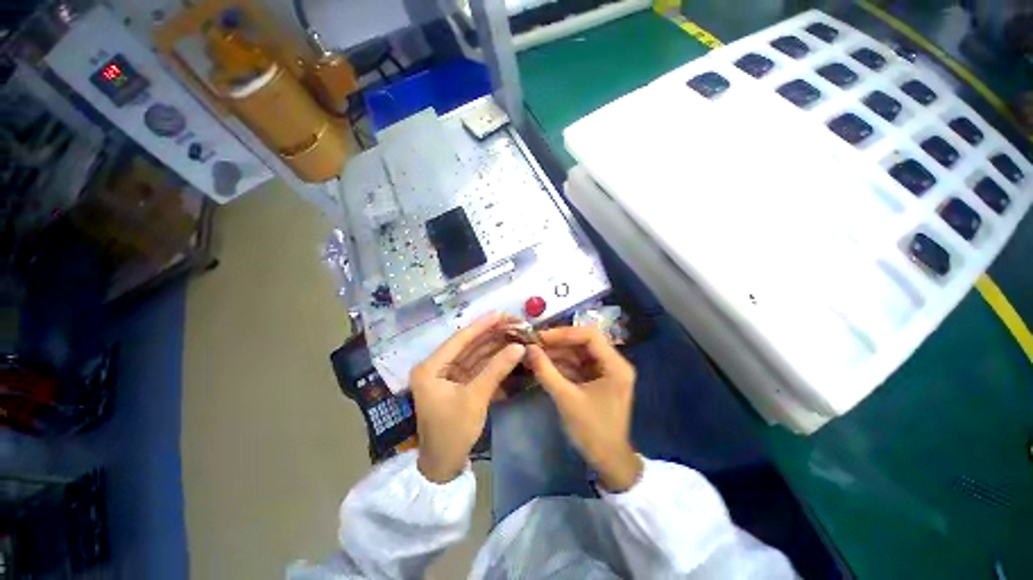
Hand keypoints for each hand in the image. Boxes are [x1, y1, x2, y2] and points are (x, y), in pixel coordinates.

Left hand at [411, 313, 524, 482]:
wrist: (443, 466)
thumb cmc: (452, 432)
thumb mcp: (475, 398)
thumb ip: (497, 369)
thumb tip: (519, 346)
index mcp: (431, 367)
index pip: (460, 339)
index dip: (482, 325)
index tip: (501, 314)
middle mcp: (437, 366)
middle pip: (468, 344)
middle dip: (491, 334)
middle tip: (513, 323)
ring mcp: (448, 375)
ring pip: (474, 354)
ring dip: (493, 345)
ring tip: (514, 332)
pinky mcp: (458, 383)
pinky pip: (476, 366)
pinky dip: (491, 359)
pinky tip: (506, 349)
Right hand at [526, 327, 642, 491]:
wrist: (608, 461)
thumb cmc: (592, 431)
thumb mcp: (566, 399)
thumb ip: (546, 371)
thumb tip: (528, 348)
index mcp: (615, 365)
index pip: (589, 335)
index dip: (564, 333)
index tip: (541, 337)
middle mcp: (613, 363)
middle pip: (583, 342)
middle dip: (558, 342)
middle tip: (533, 343)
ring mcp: (605, 370)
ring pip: (578, 352)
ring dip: (557, 352)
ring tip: (533, 352)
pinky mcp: (597, 379)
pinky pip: (577, 364)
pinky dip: (560, 363)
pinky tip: (542, 363)